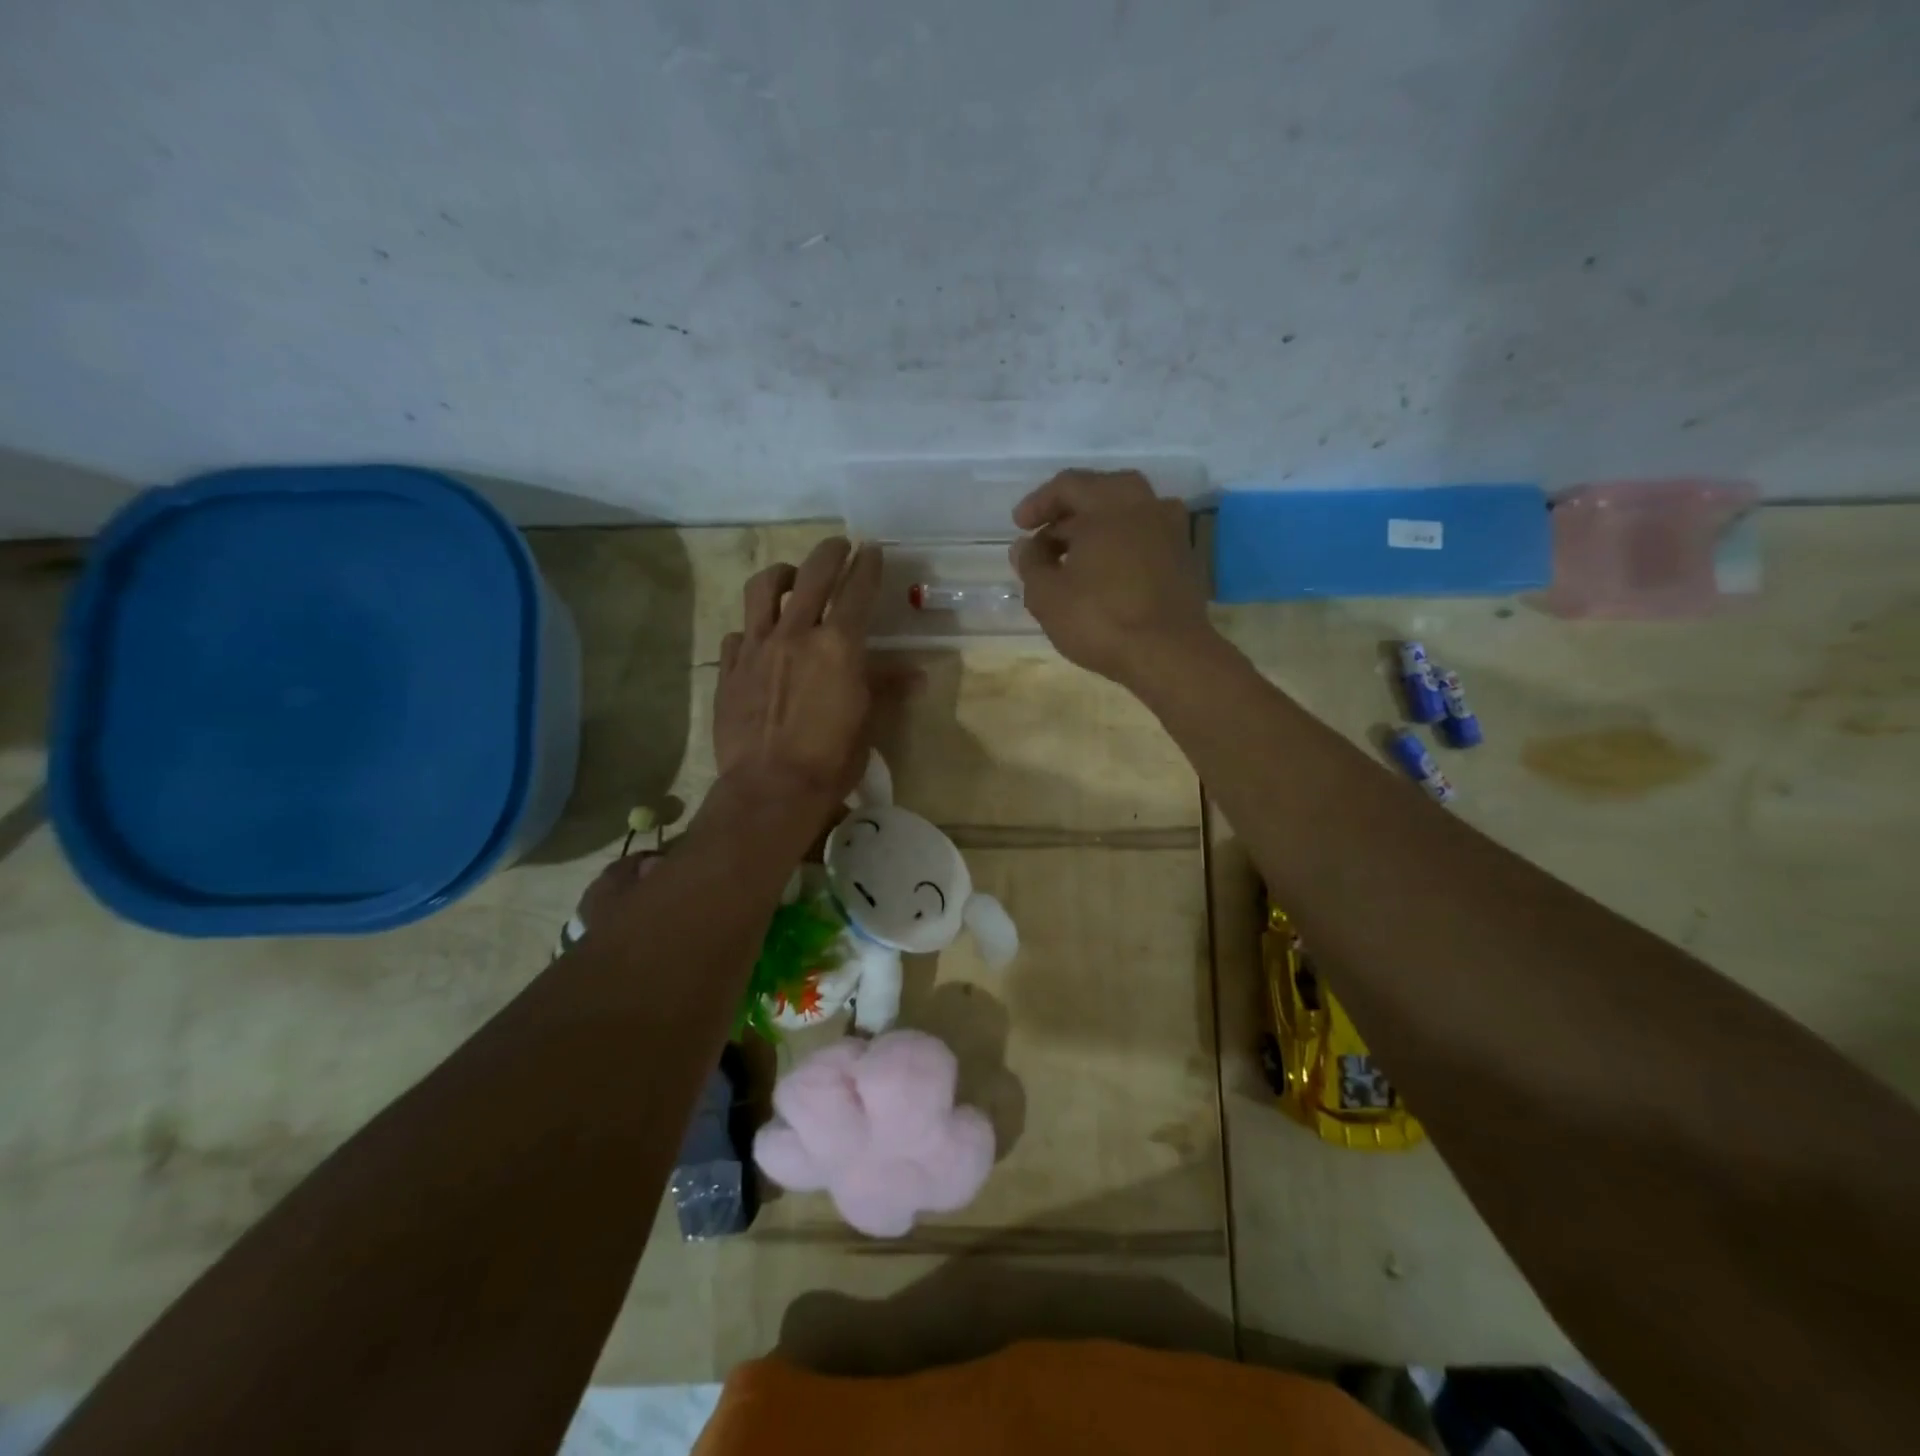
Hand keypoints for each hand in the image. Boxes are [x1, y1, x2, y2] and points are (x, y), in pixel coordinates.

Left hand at [712, 536, 882, 814]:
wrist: (771, 789)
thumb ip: (885, 687)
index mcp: (838, 645)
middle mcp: (796, 634)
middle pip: (812, 574)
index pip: (857, 591)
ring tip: (791, 578)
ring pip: (763, 589)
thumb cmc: (831, 760)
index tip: (872, 549)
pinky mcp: (730, 668)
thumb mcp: (868, 723)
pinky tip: (758, 639)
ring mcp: (757, 648)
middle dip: (829, 553)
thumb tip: (917, 675)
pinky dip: (751, 628)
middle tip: (838, 547)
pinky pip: (737, 633)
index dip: (867, 565)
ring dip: (782, 575)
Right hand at [1010, 469, 1213, 685]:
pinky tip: (1103, 575)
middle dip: (1068, 515)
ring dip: (1095, 531)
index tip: (1019, 527)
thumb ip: (1031, 563)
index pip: (1068, 485)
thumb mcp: (1047, 595)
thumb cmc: (1101, 618)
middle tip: (1045, 541)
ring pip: (1125, 517)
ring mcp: (1172, 530)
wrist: (1169, 655)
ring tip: (1072, 561)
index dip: (1038, 504)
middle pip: (1100, 494)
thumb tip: (1025, 546)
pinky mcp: (1184, 558)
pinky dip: (1119, 547)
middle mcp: (1146, 504)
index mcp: (1110, 502)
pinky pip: (1143, 539)